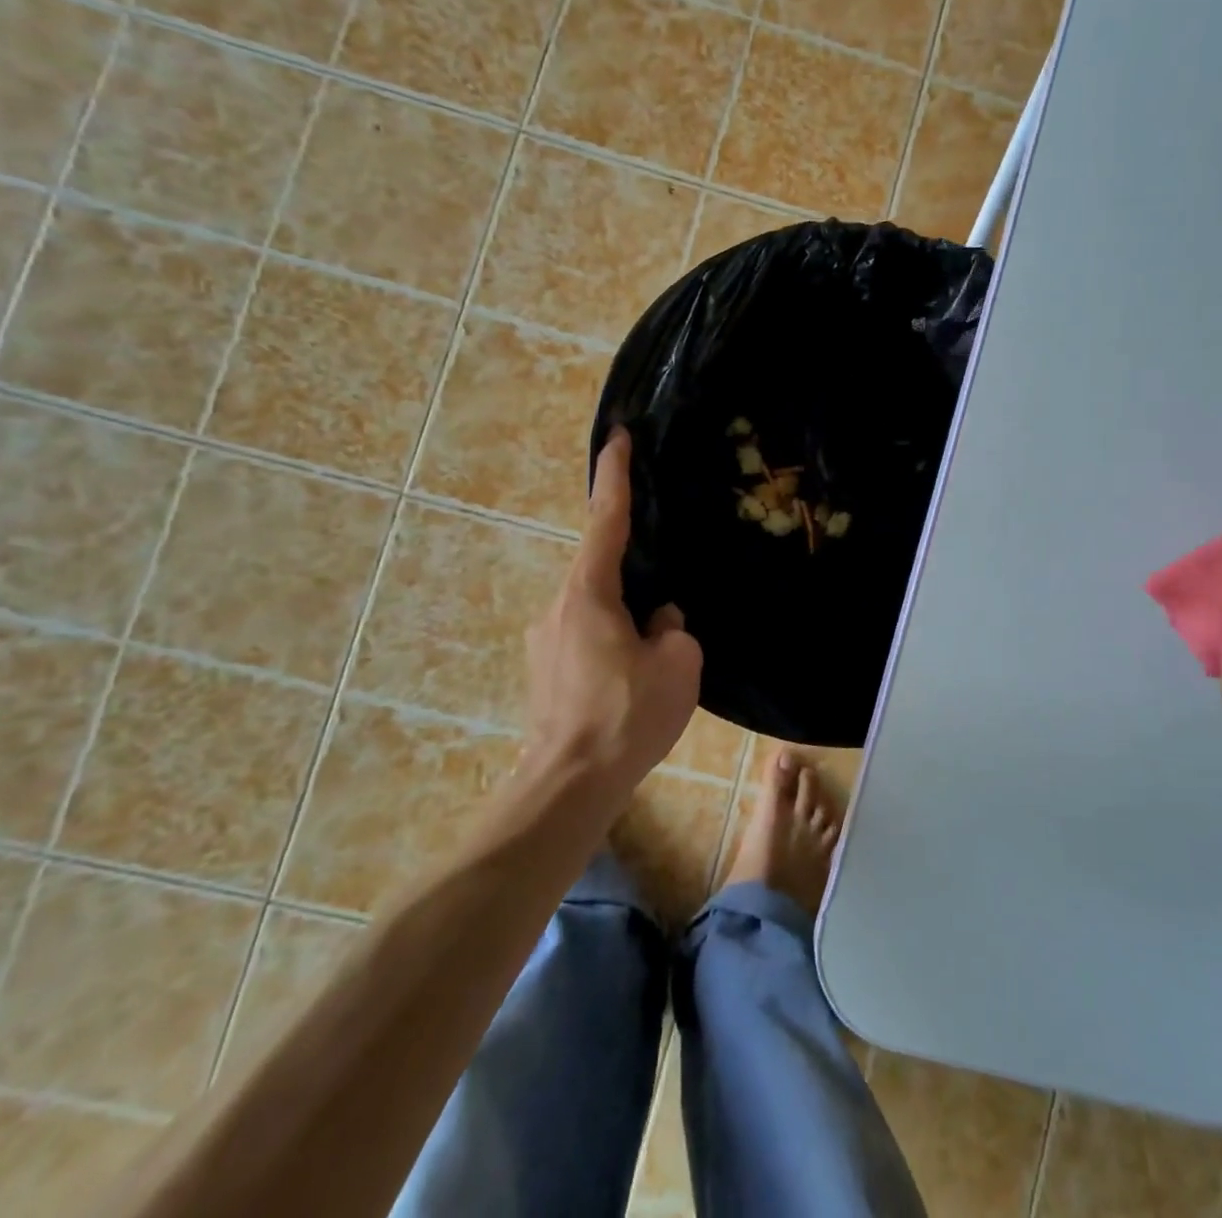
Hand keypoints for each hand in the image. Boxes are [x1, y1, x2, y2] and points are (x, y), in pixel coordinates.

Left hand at [525, 429, 701, 792]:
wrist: (569, 784)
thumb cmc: (627, 716)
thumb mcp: (677, 664)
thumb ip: (672, 629)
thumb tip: (658, 621)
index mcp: (590, 593)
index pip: (607, 519)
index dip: (615, 474)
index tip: (617, 437)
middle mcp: (559, 606)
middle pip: (601, 567)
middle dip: (633, 568)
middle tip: (664, 592)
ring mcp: (546, 639)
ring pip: (595, 606)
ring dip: (625, 614)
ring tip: (654, 651)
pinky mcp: (545, 670)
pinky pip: (586, 635)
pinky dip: (611, 639)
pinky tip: (631, 676)